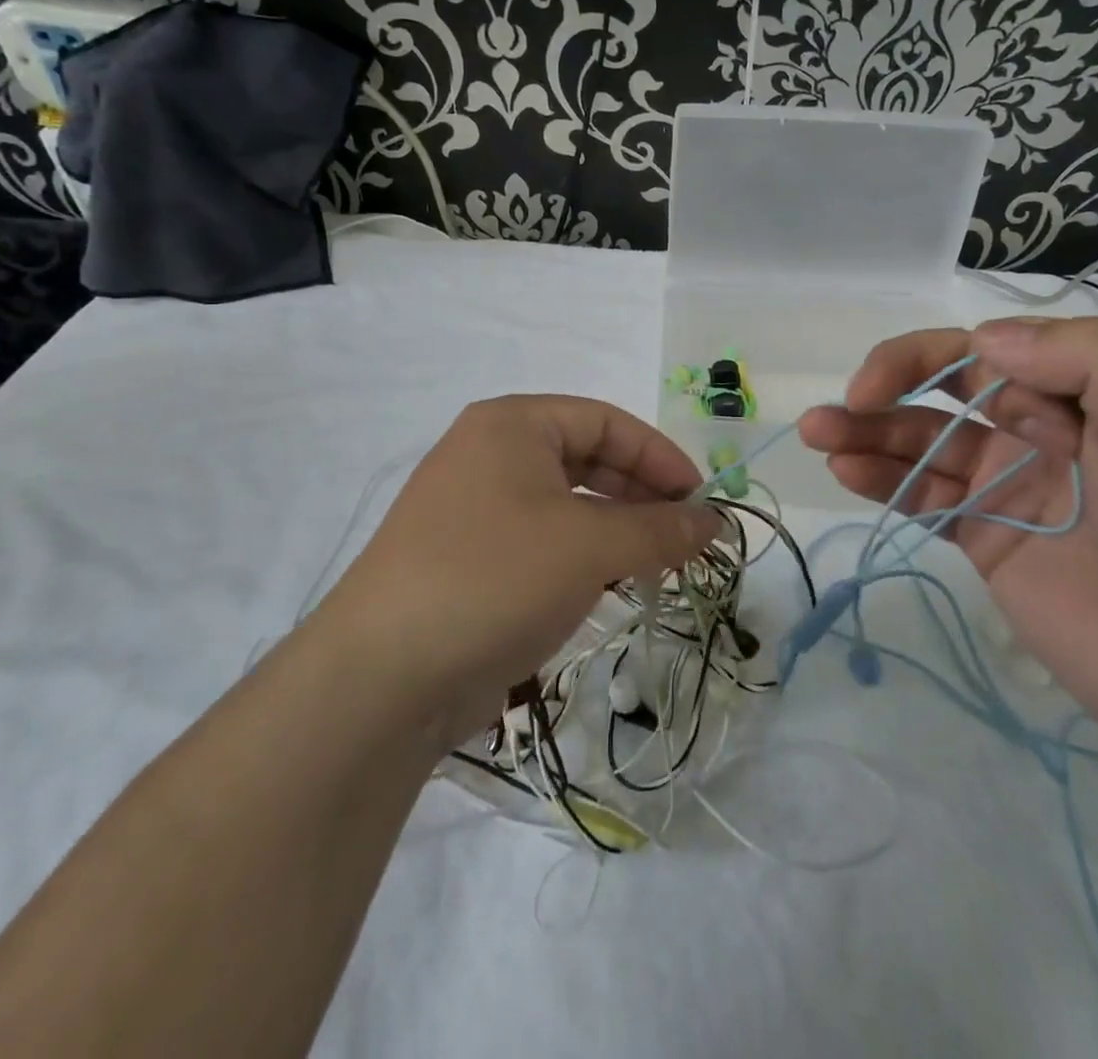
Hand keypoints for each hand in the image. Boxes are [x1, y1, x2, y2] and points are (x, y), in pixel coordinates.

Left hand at [317, 395, 722, 749]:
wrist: (382, 677)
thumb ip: (659, 529)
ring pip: (565, 505)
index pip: (606, 421)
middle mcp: (488, 455)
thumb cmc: (494, 578)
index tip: (700, 501)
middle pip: (586, 459)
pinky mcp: (467, 559)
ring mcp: (473, 508)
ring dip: (615, 530)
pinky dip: (581, 557)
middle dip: (640, 495)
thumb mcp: (589, 546)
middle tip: (683, 537)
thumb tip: (715, 522)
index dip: (660, 457)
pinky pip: (540, 542)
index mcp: (511, 425)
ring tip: (653, 566)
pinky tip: (606, 588)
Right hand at [799, 317, 1097, 767]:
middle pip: (949, 388)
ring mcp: (1013, 486)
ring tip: (815, 432)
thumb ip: (1088, 359)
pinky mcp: (987, 540)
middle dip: (890, 383)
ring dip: (868, 431)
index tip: (893, 380)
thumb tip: (985, 338)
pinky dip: (882, 479)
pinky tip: (844, 469)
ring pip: (925, 441)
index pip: (998, 348)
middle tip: (843, 403)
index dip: (936, 355)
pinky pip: (924, 496)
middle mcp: (1050, 429)